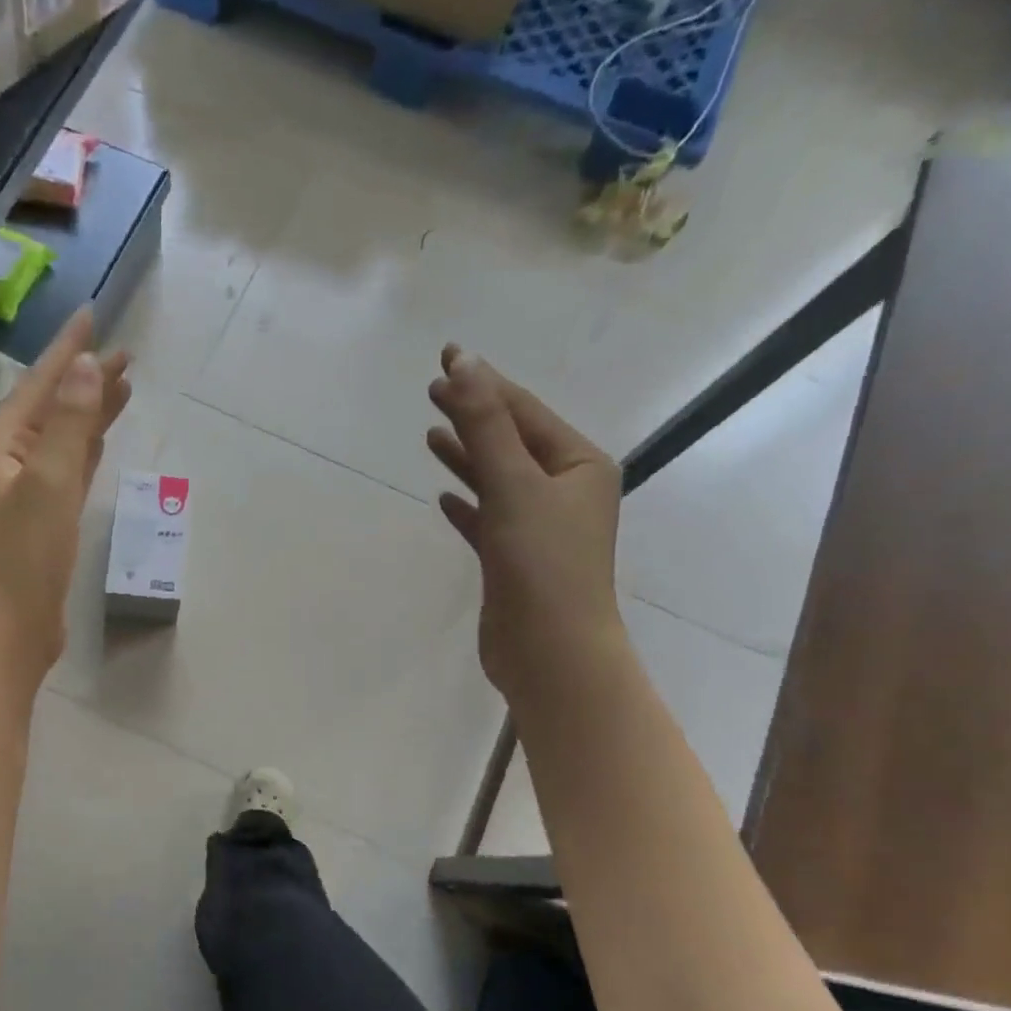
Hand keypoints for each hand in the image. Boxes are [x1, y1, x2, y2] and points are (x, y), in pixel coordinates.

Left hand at [0, 308, 131, 674]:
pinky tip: (102, 439)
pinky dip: (89, 449)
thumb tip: (88, 366)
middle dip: (86, 379)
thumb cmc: (28, 554)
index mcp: (5, 444)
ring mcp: (31, 490)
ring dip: (91, 411)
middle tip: (127, 354)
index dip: (68, 351)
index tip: (94, 317)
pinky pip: (72, 468)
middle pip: (55, 407)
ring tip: (124, 387)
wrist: (15, 624)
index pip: (41, 384)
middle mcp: (13, 460)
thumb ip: (71, 424)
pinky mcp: (49, 518)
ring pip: (66, 437)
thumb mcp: (51, 482)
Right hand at [427, 344, 622, 700]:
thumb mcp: (514, 483)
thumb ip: (486, 425)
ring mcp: (539, 527)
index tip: (445, 359)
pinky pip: (487, 520)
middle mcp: (565, 491)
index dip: (483, 384)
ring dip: (466, 457)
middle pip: (510, 442)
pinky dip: (467, 505)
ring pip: (497, 480)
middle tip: (430, 390)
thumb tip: (463, 363)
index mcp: (579, 465)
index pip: (524, 412)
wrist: (549, 651)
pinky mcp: (514, 560)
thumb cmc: (541, 563)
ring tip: (431, 435)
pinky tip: (444, 497)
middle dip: (472, 416)